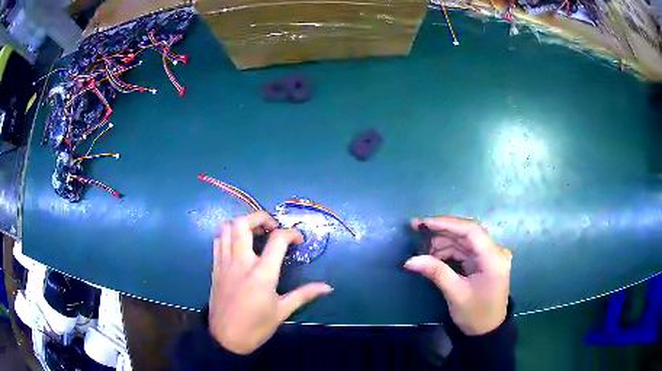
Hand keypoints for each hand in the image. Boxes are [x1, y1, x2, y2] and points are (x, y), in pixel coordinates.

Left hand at [208, 211, 333, 353]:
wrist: (226, 339)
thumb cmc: (256, 327)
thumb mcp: (282, 311)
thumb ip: (304, 294)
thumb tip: (328, 287)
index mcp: (261, 274)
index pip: (277, 240)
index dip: (291, 233)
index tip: (298, 239)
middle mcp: (240, 262)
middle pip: (243, 223)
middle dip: (260, 216)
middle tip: (272, 226)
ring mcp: (224, 263)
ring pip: (226, 228)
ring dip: (241, 223)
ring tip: (254, 232)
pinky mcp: (215, 268)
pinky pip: (217, 241)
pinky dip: (228, 235)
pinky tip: (237, 245)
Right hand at [405, 216, 511, 335]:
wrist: (487, 330)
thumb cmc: (475, 314)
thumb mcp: (455, 294)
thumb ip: (436, 272)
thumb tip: (410, 260)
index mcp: (494, 258)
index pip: (471, 231)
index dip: (446, 223)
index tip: (423, 223)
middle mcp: (495, 251)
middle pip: (467, 233)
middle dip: (441, 230)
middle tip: (417, 228)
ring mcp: (490, 255)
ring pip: (464, 240)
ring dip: (443, 242)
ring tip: (423, 249)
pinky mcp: (484, 261)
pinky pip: (465, 250)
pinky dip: (449, 251)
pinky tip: (434, 255)